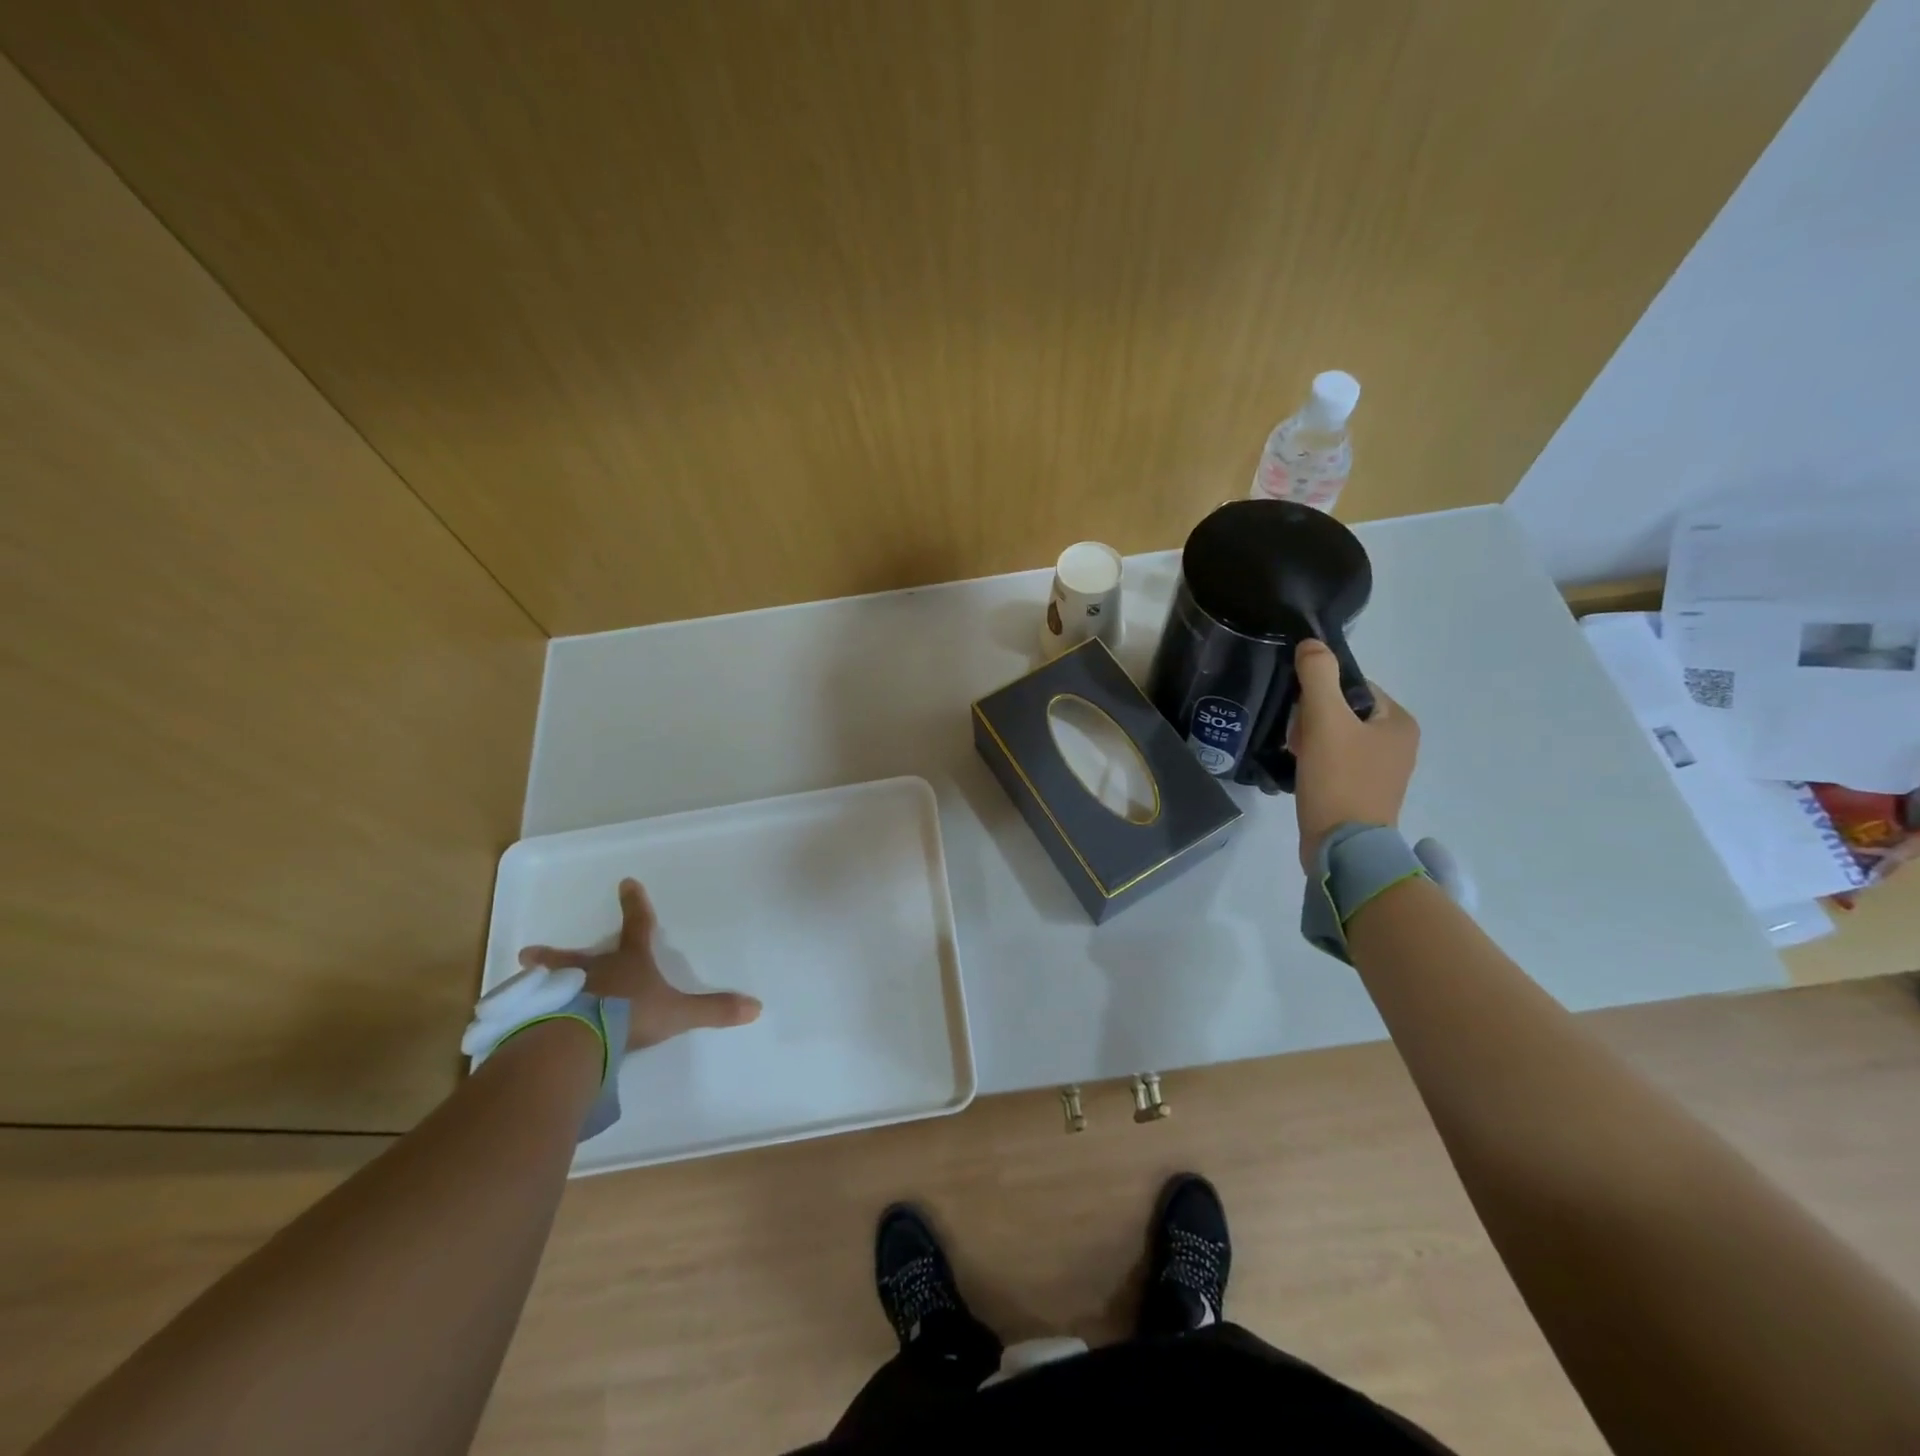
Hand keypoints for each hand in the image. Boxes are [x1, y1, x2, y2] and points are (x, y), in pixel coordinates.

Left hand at [518, 879, 761, 1050]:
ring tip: (521, 975)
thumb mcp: (678, 1013)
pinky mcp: (539, 1016)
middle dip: (557, 953)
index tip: (627, 882)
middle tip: (529, 951)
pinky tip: (513, 1020)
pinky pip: (531, 1011)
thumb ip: (713, 1010)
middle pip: (576, 956)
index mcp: (629, 963)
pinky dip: (525, 1011)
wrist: (580, 1036)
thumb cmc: (631, 1015)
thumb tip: (756, 1007)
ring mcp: (562, 992)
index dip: (635, 905)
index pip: (637, 927)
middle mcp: (594, 971)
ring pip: (548, 981)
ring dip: (538, 978)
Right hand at [1289, 638, 1419, 870]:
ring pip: (1337, 738)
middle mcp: (1400, 744)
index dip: (1320, 694)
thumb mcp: (1324, 719)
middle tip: (1297, 740)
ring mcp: (1384, 771)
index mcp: (1400, 722)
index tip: (1301, 715)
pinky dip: (1318, 763)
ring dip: (1312, 742)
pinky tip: (1304, 774)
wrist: (1342, 847)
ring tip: (1298, 758)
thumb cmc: (1339, 779)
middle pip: (1343, 712)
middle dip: (1313, 720)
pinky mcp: (1365, 793)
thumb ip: (1317, 676)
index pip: (1354, 687)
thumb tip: (1311, 644)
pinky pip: (1337, 763)